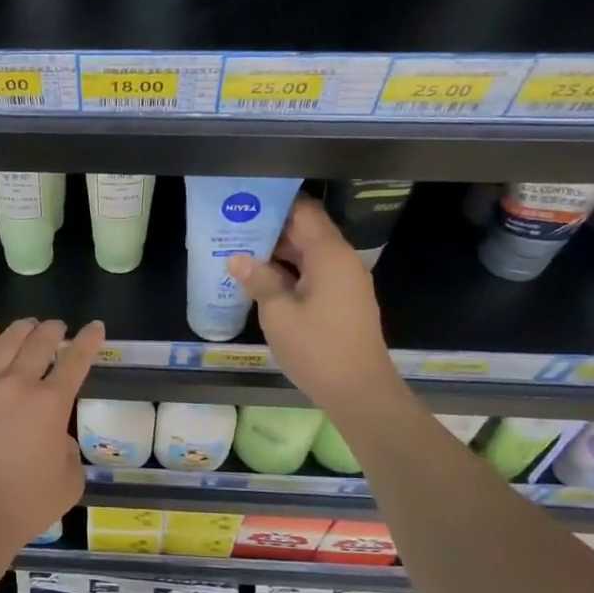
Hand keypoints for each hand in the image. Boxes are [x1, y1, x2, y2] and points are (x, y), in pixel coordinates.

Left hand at [0, 316, 105, 555]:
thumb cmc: (25, 504)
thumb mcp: (69, 481)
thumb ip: (68, 450)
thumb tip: (55, 437)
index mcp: (51, 403)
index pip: (76, 360)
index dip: (89, 340)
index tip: (96, 327)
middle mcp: (18, 385)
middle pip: (39, 343)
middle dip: (54, 330)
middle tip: (60, 328)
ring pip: (6, 343)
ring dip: (22, 329)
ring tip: (31, 324)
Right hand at [227, 197, 402, 418]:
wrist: (360, 392)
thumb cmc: (318, 348)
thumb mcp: (278, 314)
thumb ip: (259, 280)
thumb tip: (236, 258)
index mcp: (329, 255)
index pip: (304, 212)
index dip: (275, 203)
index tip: (245, 200)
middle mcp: (341, 261)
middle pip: (306, 231)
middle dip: (271, 227)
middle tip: (233, 225)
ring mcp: (344, 282)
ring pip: (308, 254)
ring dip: (277, 252)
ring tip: (239, 249)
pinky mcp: (342, 301)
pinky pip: (313, 274)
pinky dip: (289, 272)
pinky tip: (260, 278)